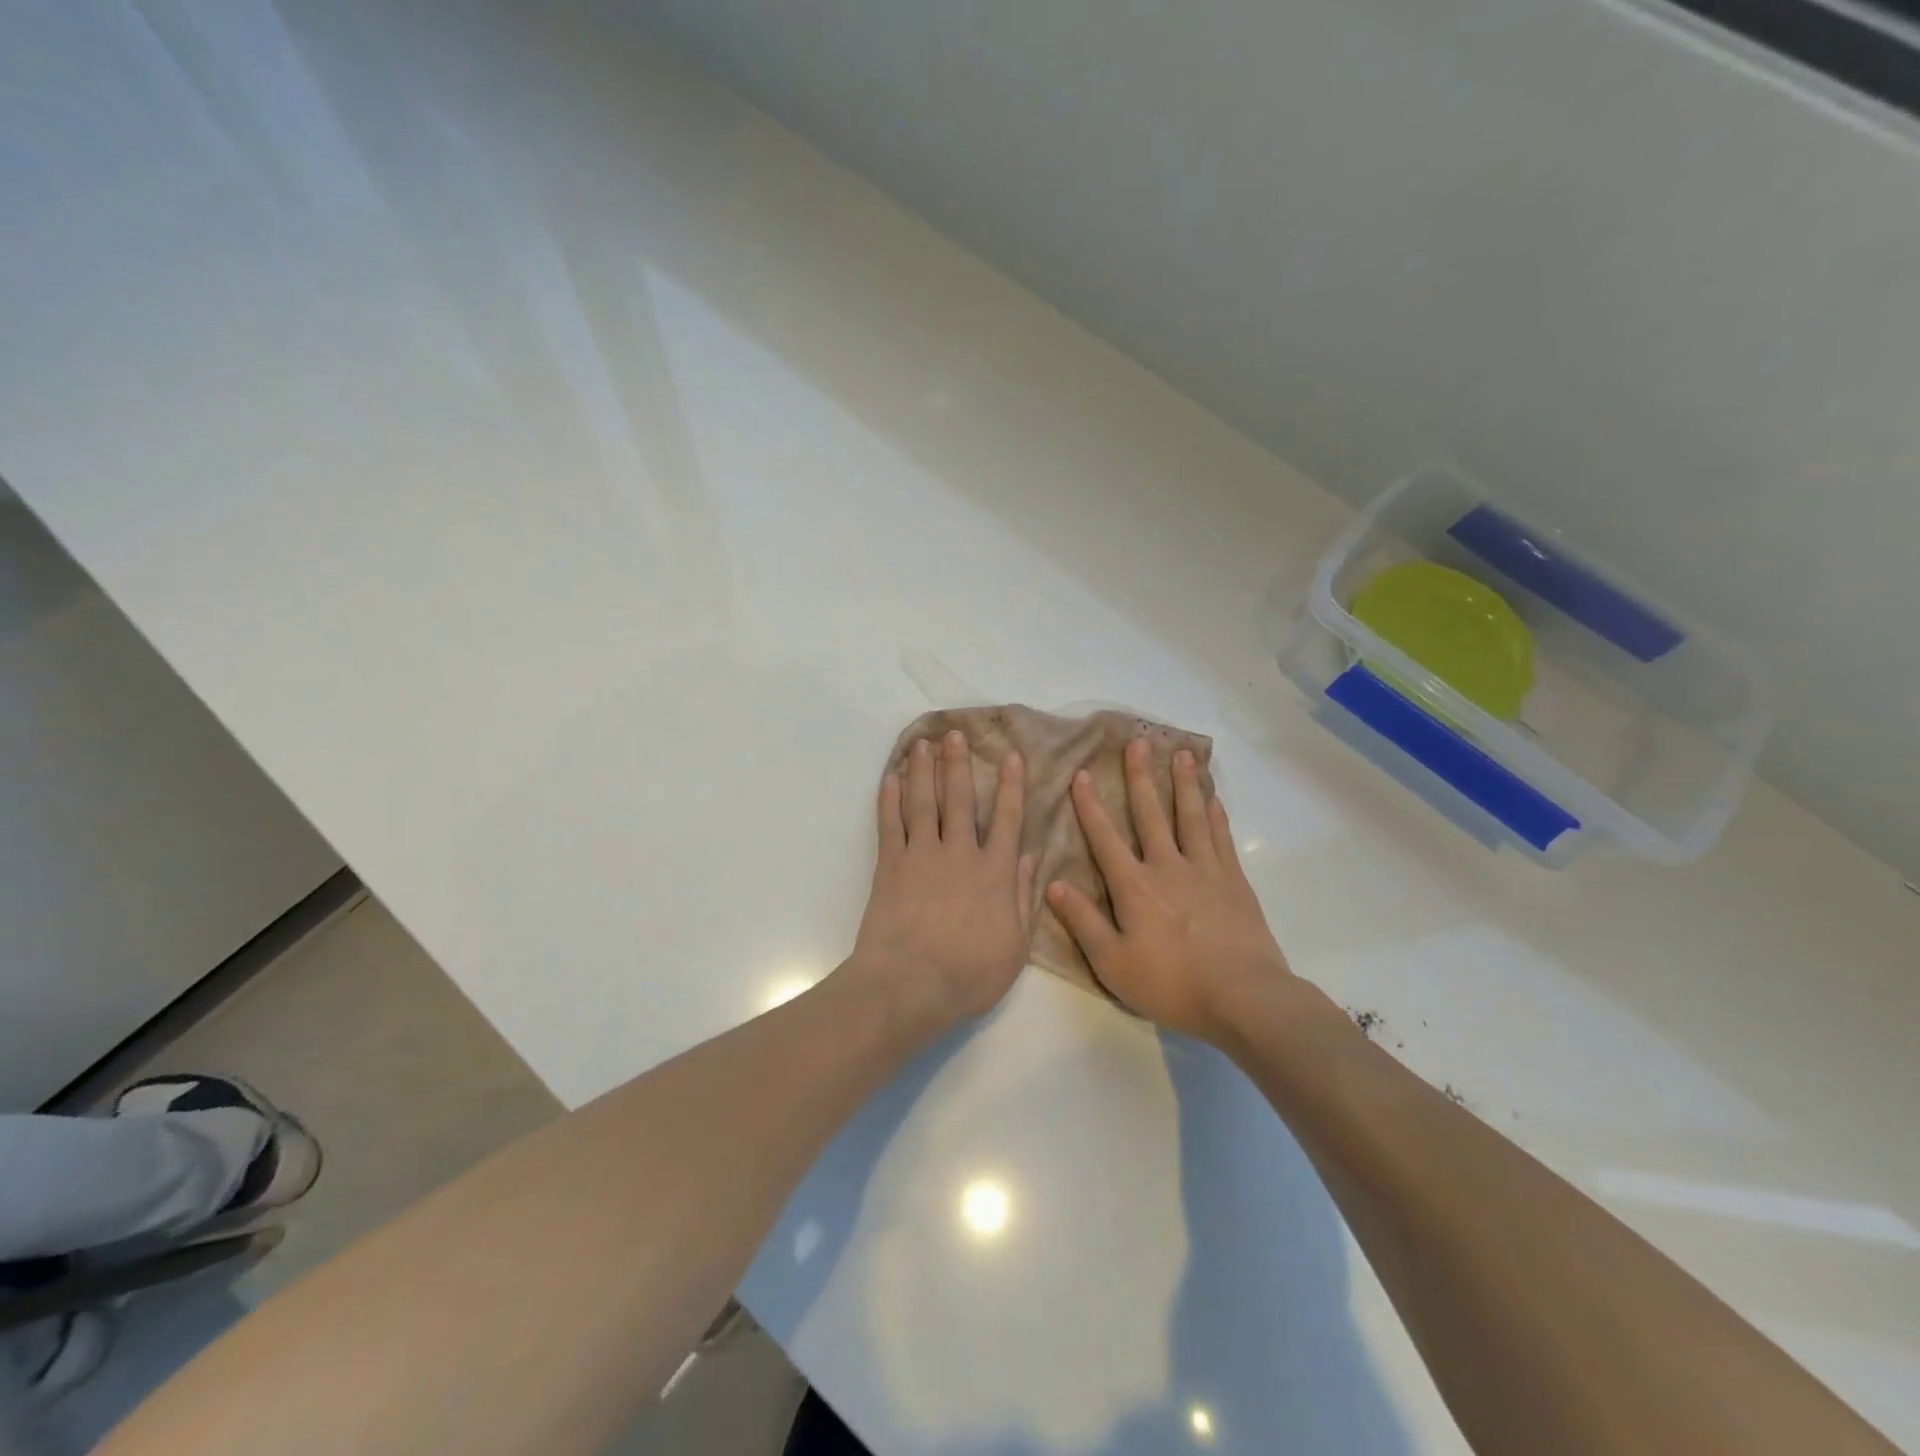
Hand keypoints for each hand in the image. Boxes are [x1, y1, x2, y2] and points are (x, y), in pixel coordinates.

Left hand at [846, 730, 1036, 1028]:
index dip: (1010, 786)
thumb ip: (1022, 898)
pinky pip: (890, 824)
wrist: (908, 985)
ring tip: (923, 743)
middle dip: (958, 764)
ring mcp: (921, 856)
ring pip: (924, 802)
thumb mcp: (1014, 946)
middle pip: (960, 799)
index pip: (1006, 819)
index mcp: (994, 873)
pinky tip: (892, 777)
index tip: (1010, 756)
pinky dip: (890, 799)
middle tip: (955, 733)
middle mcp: (959, 854)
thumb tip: (1029, 857)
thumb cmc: (968, 975)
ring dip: (924, 770)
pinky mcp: (890, 866)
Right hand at [1046, 738, 1292, 1043]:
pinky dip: (1215, 814)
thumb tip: (1052, 884)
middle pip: (1151, 814)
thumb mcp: (1113, 963)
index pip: (1105, 838)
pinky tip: (1212, 797)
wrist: (1243, 997)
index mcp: (1134, 886)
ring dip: (1183, 783)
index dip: (1090, 806)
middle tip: (1138, 742)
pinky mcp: (1234, 881)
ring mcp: (1205, 870)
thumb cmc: (1171, 984)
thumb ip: (1083, 922)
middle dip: (1140, 777)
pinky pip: (1221, 837)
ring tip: (1181, 753)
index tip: (1082, 773)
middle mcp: (1167, 866)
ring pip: (1190, 816)